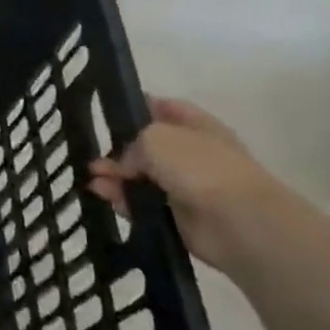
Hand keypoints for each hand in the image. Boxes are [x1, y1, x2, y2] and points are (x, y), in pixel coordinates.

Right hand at [89, 97, 291, 274]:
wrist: (237, 222)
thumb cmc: (200, 167)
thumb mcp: (156, 137)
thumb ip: (132, 144)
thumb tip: (126, 163)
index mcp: (196, 126)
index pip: (164, 108)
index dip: (138, 107)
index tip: (108, 112)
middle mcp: (191, 154)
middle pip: (146, 147)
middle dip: (118, 150)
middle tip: (92, 154)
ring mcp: (184, 187)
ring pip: (140, 177)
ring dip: (114, 176)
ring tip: (92, 178)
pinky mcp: (176, 216)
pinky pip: (141, 205)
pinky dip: (122, 200)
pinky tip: (103, 195)